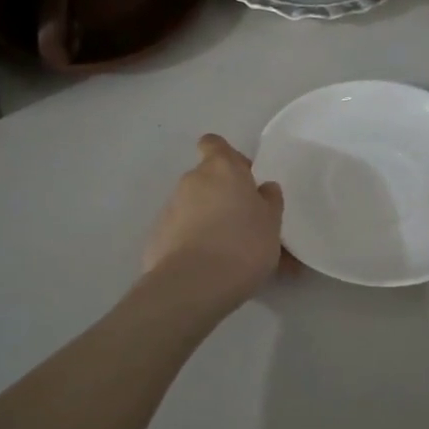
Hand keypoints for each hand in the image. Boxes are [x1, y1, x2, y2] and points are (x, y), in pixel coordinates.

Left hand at [142, 135, 284, 304]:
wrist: (193, 284)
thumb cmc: (242, 244)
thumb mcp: (272, 223)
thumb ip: (269, 200)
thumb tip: (263, 188)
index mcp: (222, 168)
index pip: (214, 144)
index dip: (227, 156)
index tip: (242, 177)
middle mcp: (192, 181)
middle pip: (208, 179)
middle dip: (224, 197)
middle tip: (246, 225)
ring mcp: (170, 208)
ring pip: (195, 208)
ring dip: (210, 222)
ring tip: (231, 255)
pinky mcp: (157, 236)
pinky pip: (181, 232)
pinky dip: (193, 243)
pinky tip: (210, 269)